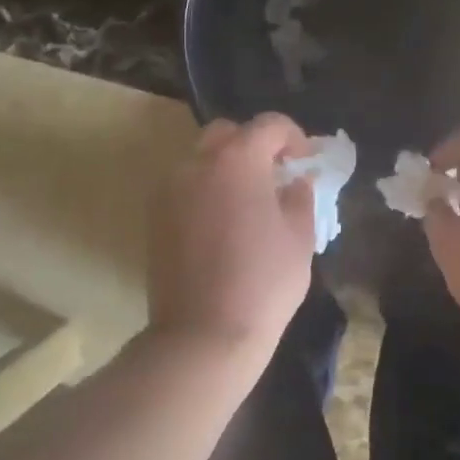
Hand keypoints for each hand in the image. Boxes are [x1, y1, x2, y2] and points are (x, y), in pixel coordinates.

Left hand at [148, 114, 317, 361]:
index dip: (293, 136)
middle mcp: (196, 164)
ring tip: (248, 199)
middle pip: (226, 133)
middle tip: (275, 174)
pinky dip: (206, 189)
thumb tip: (296, 181)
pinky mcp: (155, 217)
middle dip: (254, 144)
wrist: (204, 333)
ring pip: (200, 158)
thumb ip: (300, 196)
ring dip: (226, 166)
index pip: (268, 125)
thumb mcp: (300, 237)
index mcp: (236, 161)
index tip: (305, 160)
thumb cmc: (263, 282)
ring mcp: (169, 189)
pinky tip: (223, 221)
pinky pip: (184, 185)